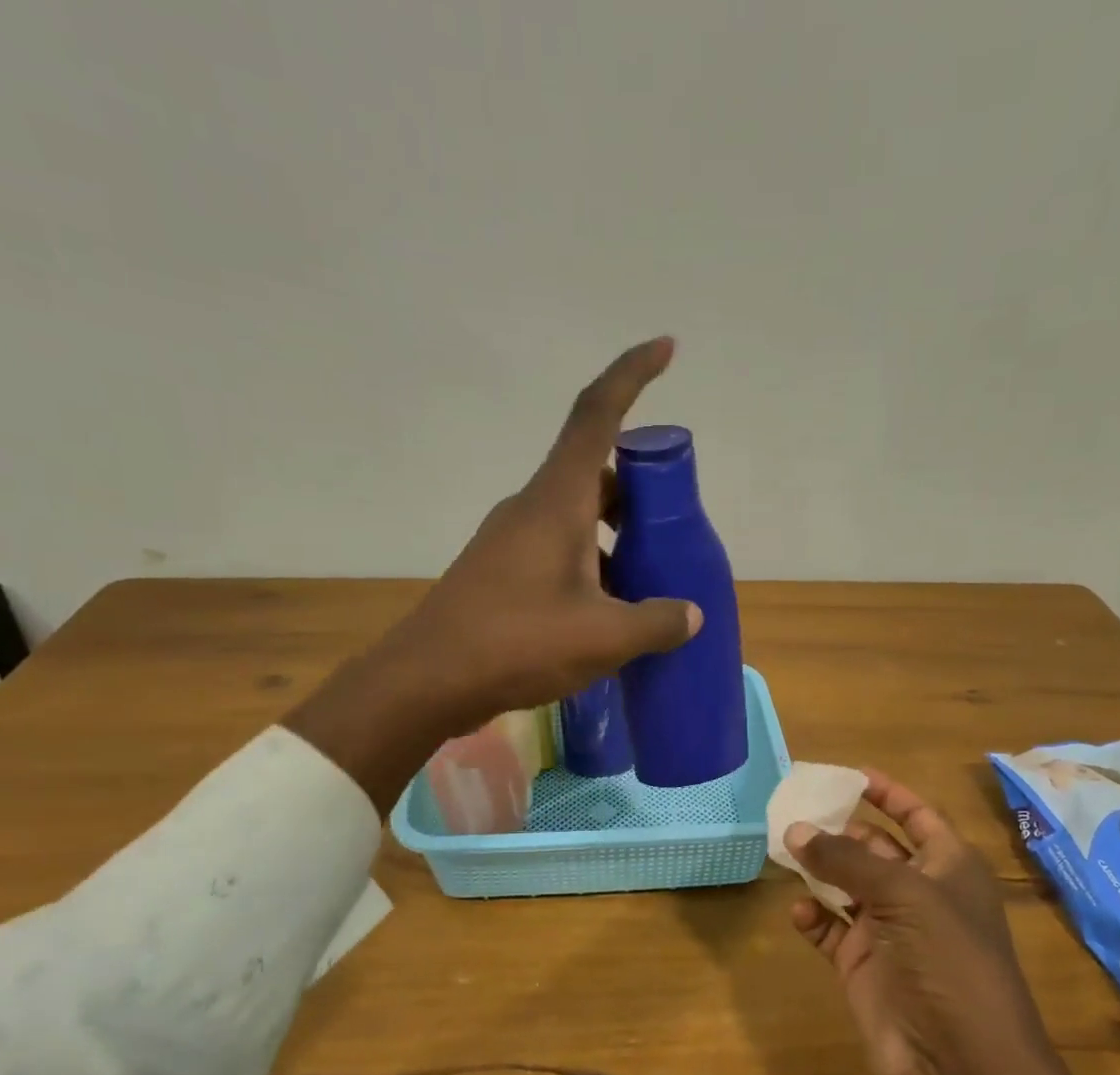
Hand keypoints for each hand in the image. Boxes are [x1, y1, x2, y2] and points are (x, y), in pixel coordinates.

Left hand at [286, 339, 700, 807]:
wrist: (428, 680)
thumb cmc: (517, 644)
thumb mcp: (603, 637)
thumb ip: (656, 621)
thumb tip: (690, 615)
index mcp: (556, 501)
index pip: (596, 414)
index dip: (633, 374)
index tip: (666, 349)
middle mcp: (531, 508)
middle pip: (592, 473)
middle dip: (637, 487)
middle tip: (672, 524)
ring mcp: (511, 541)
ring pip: (576, 517)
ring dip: (614, 535)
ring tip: (649, 579)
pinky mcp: (501, 574)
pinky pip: (558, 551)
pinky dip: (591, 564)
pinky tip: (608, 610)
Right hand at [787, 771, 1105, 1074]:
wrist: (959, 1060)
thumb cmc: (947, 959)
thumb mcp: (903, 895)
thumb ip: (846, 860)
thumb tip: (795, 830)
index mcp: (948, 867)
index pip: (917, 816)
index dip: (888, 793)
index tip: (848, 775)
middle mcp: (918, 893)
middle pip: (874, 848)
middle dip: (839, 830)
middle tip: (794, 812)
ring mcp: (888, 929)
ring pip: (846, 885)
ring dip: (819, 869)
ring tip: (784, 850)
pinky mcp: (861, 963)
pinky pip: (829, 928)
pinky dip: (812, 917)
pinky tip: (796, 911)